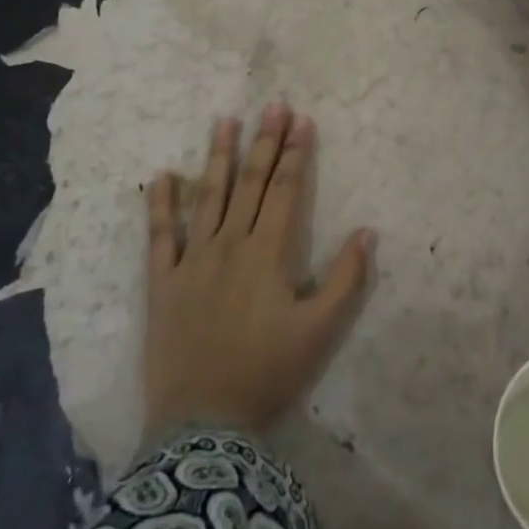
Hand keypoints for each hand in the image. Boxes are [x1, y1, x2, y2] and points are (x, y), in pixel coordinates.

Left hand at [144, 105, 374, 439]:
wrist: (204, 423)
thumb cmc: (268, 374)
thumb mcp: (321, 332)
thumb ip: (346, 280)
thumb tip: (367, 232)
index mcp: (268, 254)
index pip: (284, 191)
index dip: (296, 154)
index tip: (302, 120)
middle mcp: (229, 245)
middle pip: (249, 184)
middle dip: (264, 142)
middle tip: (273, 105)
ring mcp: (192, 261)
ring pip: (207, 197)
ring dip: (217, 157)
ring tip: (224, 120)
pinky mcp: (162, 282)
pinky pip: (160, 236)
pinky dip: (160, 204)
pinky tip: (163, 176)